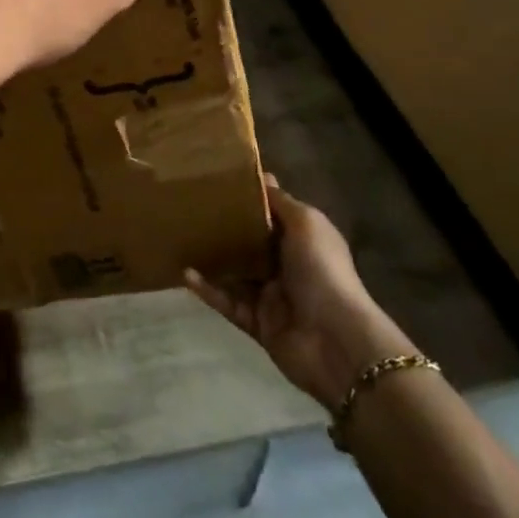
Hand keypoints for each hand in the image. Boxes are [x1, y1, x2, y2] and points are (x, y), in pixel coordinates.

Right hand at [187, 180, 419, 411]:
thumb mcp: (307, 224)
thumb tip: (262, 176)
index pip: (272, 215)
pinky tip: (186, 274)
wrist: (336, 341)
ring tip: (182, 239)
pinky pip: (227, 303)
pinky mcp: (257, 323)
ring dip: (212, 259)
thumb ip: (281, 202)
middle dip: (225, 227)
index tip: (220, 180)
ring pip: (235, 273)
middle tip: (191, 207)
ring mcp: (271, 296)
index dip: (251, 198)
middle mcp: (286, 265)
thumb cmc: (322, 271)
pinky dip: (208, 290)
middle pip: (250, 243)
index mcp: (302, 241)